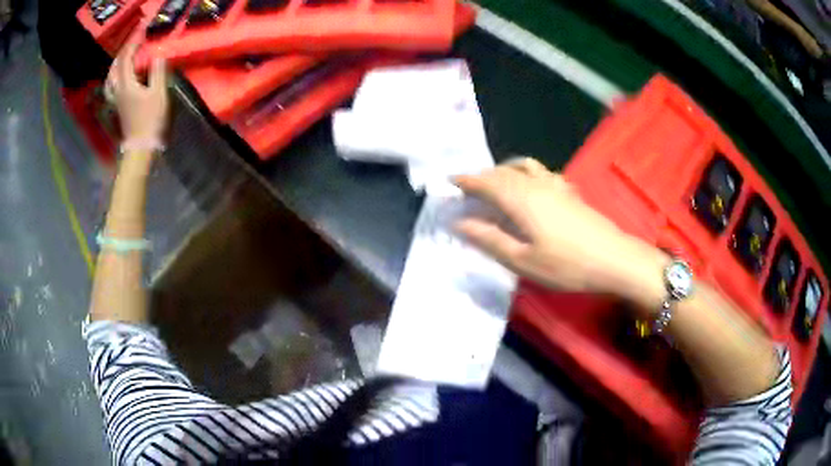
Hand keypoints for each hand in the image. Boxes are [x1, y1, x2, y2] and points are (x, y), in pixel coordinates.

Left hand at [106, 42, 168, 141]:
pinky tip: (118, 76)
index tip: (142, 31)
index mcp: (126, 85)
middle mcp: (117, 90)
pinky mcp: (117, 106)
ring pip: (110, 77)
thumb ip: (157, 72)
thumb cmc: (150, 120)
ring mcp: (115, 99)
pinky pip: (111, 86)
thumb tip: (158, 54)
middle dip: (124, 51)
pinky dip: (113, 76)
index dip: (133, 43)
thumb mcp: (158, 94)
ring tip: (124, 55)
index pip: (126, 58)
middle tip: (134, 41)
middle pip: (115, 66)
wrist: (140, 146)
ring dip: (117, 63)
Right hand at [454, 158, 666, 301]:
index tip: (449, 182)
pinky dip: (526, 172)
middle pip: (502, 171)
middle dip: (481, 176)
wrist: (613, 259)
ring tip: (495, 182)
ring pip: (522, 167)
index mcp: (520, 199)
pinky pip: (541, 171)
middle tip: (468, 188)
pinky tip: (530, 186)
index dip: (465, 180)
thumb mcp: (522, 260)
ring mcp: (555, 185)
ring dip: (503, 170)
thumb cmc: (566, 264)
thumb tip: (459, 222)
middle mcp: (535, 184)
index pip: (485, 182)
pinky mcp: (569, 191)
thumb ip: (489, 239)